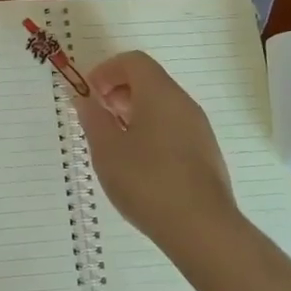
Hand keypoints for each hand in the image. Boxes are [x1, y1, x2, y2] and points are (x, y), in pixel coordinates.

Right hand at [74, 50, 237, 253]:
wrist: (202, 229)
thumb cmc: (148, 182)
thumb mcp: (107, 150)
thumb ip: (93, 118)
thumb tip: (85, 99)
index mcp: (160, 94)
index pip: (133, 61)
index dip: (106, 70)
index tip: (89, 94)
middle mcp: (183, 103)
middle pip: (149, 80)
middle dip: (119, 91)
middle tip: (98, 117)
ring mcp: (199, 129)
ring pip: (162, 105)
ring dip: (134, 112)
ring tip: (115, 143)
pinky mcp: (206, 153)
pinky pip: (174, 127)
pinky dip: (152, 130)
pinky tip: (139, 164)